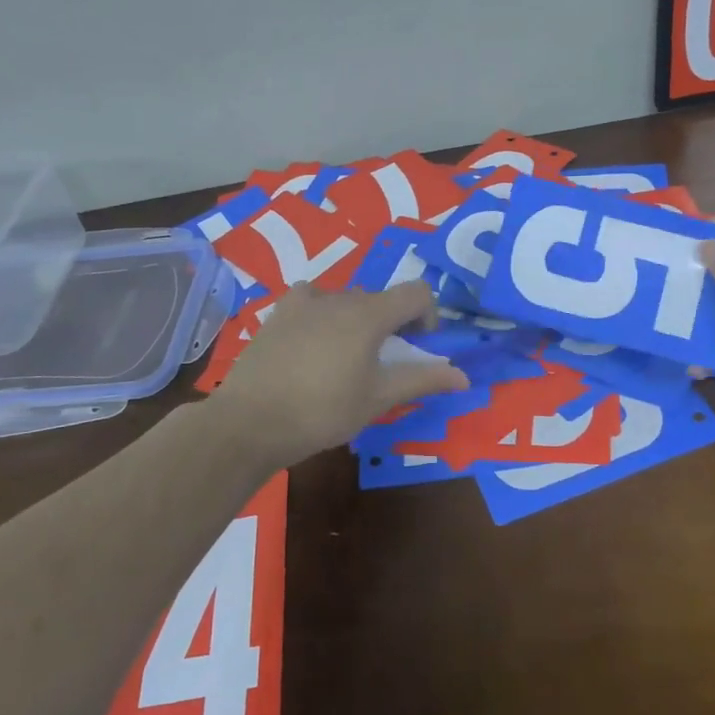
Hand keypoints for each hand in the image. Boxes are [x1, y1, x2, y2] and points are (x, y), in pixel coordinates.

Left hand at [214, 281, 469, 465]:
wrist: (250, 421)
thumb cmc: (323, 411)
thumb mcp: (378, 399)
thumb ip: (422, 380)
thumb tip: (464, 377)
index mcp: (369, 314)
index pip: (417, 292)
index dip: (427, 316)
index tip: (418, 347)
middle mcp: (339, 296)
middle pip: (381, 299)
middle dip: (391, 325)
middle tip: (381, 365)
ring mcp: (304, 301)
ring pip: (347, 300)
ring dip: (357, 321)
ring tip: (344, 360)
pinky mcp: (278, 312)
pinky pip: (313, 302)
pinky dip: (323, 316)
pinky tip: (312, 346)